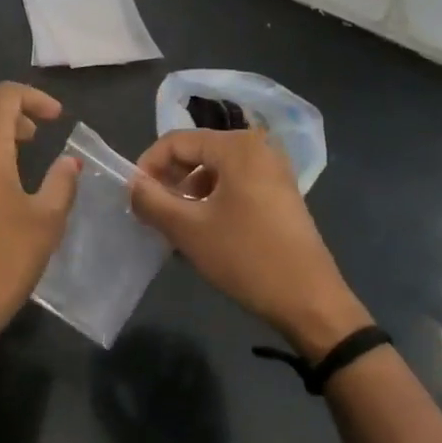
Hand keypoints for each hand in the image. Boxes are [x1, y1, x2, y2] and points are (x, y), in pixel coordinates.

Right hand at [130, 128, 370, 360]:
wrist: (310, 300)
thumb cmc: (246, 257)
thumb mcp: (188, 229)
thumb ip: (152, 200)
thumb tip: (132, 184)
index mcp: (236, 146)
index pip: (176, 142)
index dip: (148, 166)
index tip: (133, 198)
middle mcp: (257, 148)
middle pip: (196, 153)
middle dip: (169, 181)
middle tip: (152, 214)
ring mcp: (273, 170)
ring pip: (214, 172)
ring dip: (189, 195)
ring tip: (175, 228)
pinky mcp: (280, 194)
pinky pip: (234, 186)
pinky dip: (212, 202)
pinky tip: (204, 233)